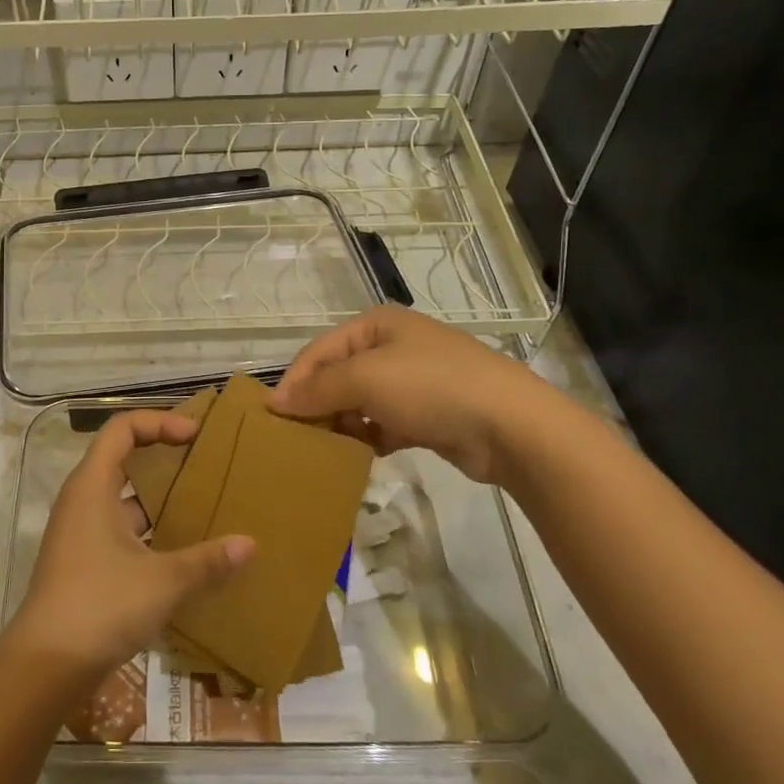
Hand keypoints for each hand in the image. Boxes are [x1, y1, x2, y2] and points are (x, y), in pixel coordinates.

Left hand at [7, 409, 253, 684]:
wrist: (46, 665)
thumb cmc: (101, 605)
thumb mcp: (163, 580)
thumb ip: (208, 560)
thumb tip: (250, 544)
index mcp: (92, 485)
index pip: (122, 428)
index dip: (159, 421)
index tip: (194, 435)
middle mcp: (82, 500)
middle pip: (121, 457)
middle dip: (162, 454)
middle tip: (203, 461)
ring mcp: (80, 532)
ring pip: (122, 497)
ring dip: (158, 496)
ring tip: (201, 503)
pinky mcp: (83, 561)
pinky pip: (119, 527)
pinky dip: (148, 528)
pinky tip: (180, 548)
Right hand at [268, 306, 549, 483]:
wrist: (510, 426)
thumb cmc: (430, 387)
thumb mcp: (366, 379)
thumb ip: (318, 389)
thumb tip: (276, 401)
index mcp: (377, 326)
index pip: (319, 351)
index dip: (294, 382)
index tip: (273, 418)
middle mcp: (393, 347)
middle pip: (338, 377)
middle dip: (317, 406)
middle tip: (296, 438)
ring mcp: (413, 382)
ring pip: (360, 404)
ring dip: (342, 425)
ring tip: (323, 451)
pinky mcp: (427, 416)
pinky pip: (383, 425)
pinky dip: (368, 439)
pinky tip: (358, 458)